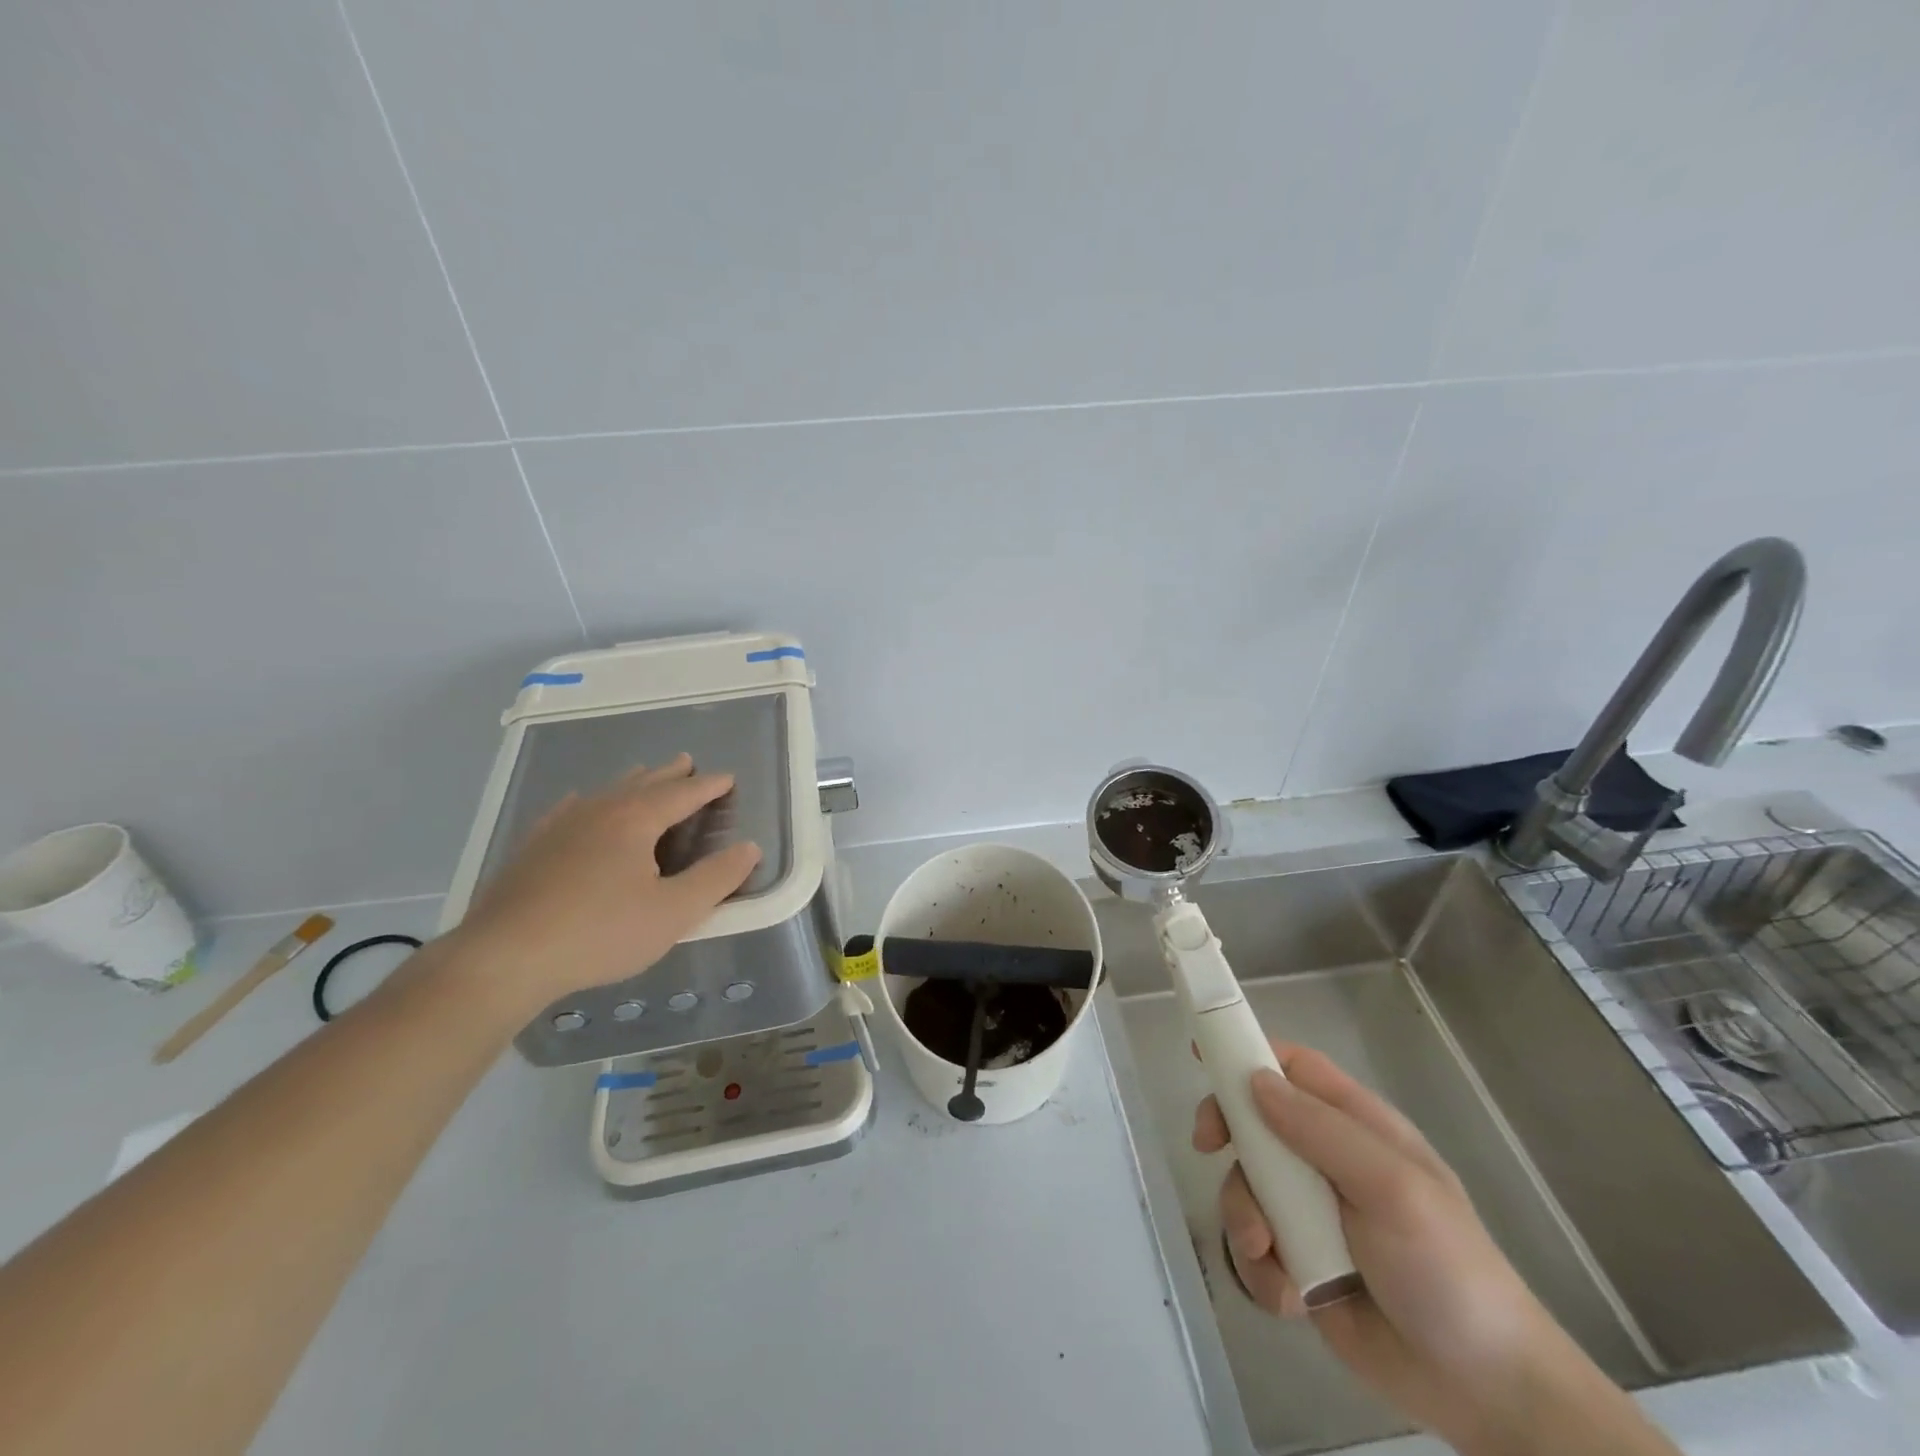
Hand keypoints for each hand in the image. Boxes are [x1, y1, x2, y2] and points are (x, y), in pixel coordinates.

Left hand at [451, 755, 761, 1016]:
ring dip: (632, 782)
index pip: (682, 794)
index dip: (709, 786)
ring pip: (605, 792)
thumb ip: (716, 879)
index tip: (728, 778)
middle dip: (670, 774)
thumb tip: (749, 848)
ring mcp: (560, 826)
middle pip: (643, 783)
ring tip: (644, 775)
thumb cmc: (600, 933)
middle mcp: (599, 811)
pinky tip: (578, 803)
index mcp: (636, 820)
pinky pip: (567, 809)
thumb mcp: (673, 912)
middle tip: (687, 763)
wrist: (504, 957)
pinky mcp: (532, 847)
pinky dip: (585, 801)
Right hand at [1193, 1044, 1674, 1455]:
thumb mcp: (1392, 1189)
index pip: (1294, 1067)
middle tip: (1207, 1147)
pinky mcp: (1301, 1262)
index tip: (1202, 1059)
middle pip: (1255, 1121)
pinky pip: (1256, 1246)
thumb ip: (1321, 1130)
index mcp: (1357, 1127)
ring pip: (1246, 1185)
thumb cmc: (1447, 1270)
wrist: (1486, 1392)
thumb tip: (1255, 1080)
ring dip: (1244, 1216)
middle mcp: (1328, 1160)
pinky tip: (1290, 1297)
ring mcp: (1313, 1212)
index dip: (1248, 1054)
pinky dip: (1261, 1269)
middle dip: (1228, 1134)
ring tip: (1269, 1253)